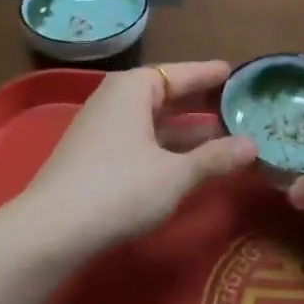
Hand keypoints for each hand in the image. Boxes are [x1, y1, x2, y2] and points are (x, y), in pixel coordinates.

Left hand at [21, 62, 257, 252]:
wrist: (51, 230)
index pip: (182, 72)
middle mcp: (117, 97)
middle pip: (167, 93)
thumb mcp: (174, 175)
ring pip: (155, 119)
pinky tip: (188, 160)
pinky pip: (142, 137)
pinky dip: (167, 144)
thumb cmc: (118, 189)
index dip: (211, 75)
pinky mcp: (95, 153)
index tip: (238, 74)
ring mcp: (103, 126)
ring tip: (225, 135)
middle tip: (239, 104)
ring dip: (187, 128)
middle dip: (202, 102)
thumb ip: (214, 158)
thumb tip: (252, 145)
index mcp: (135, 88)